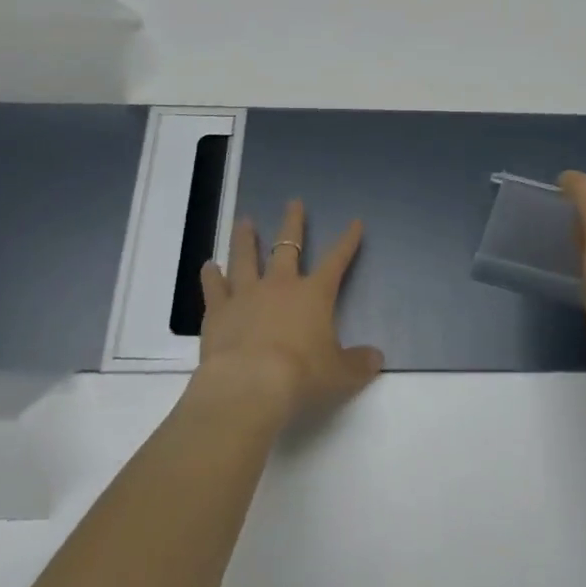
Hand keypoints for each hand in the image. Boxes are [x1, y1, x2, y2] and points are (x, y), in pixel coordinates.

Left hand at [194, 199, 384, 426]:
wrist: (250, 384)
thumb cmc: (301, 376)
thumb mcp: (339, 375)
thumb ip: (358, 364)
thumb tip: (378, 358)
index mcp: (314, 295)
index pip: (336, 261)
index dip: (347, 241)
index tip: (355, 222)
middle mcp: (280, 285)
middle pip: (287, 246)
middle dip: (292, 223)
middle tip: (293, 202)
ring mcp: (246, 294)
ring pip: (246, 258)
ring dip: (245, 239)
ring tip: (244, 222)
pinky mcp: (218, 311)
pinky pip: (214, 287)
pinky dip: (211, 276)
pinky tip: (208, 266)